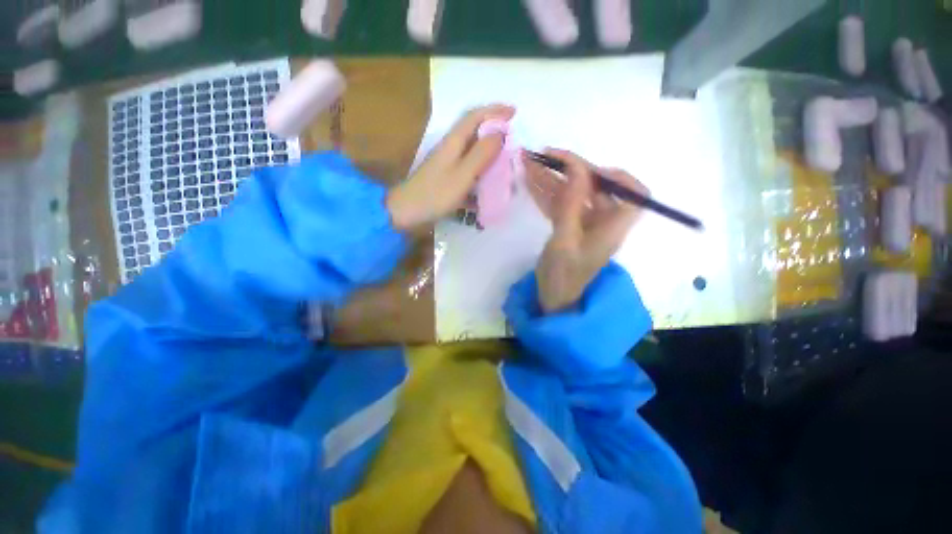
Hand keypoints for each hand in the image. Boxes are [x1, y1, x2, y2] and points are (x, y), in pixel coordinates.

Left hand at [387, 104, 515, 230]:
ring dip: (488, 151)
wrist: (407, 211)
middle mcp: (450, 147)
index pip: (475, 116)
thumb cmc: (436, 193)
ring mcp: (446, 163)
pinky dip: (479, 171)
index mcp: (453, 142)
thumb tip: (499, 133)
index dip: (495, 111)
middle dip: (493, 130)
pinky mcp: (445, 176)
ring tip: (504, 160)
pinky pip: (467, 168)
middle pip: (473, 131)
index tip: (514, 113)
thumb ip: (481, 154)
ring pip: (471, 150)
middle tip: (512, 138)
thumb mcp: (463, 174)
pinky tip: (486, 184)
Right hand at [525, 149, 648, 312]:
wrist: (552, 297)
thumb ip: (571, 204)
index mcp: (613, 226)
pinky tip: (528, 180)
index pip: (634, 193)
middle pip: (593, 187)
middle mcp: (602, 220)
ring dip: (550, 178)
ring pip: (571, 193)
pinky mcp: (568, 226)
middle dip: (569, 169)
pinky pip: (559, 204)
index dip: (618, 177)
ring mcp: (583, 222)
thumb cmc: (562, 275)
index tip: (590, 170)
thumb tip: (577, 168)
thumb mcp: (565, 241)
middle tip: (543, 155)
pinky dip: (545, 192)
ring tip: (527, 162)